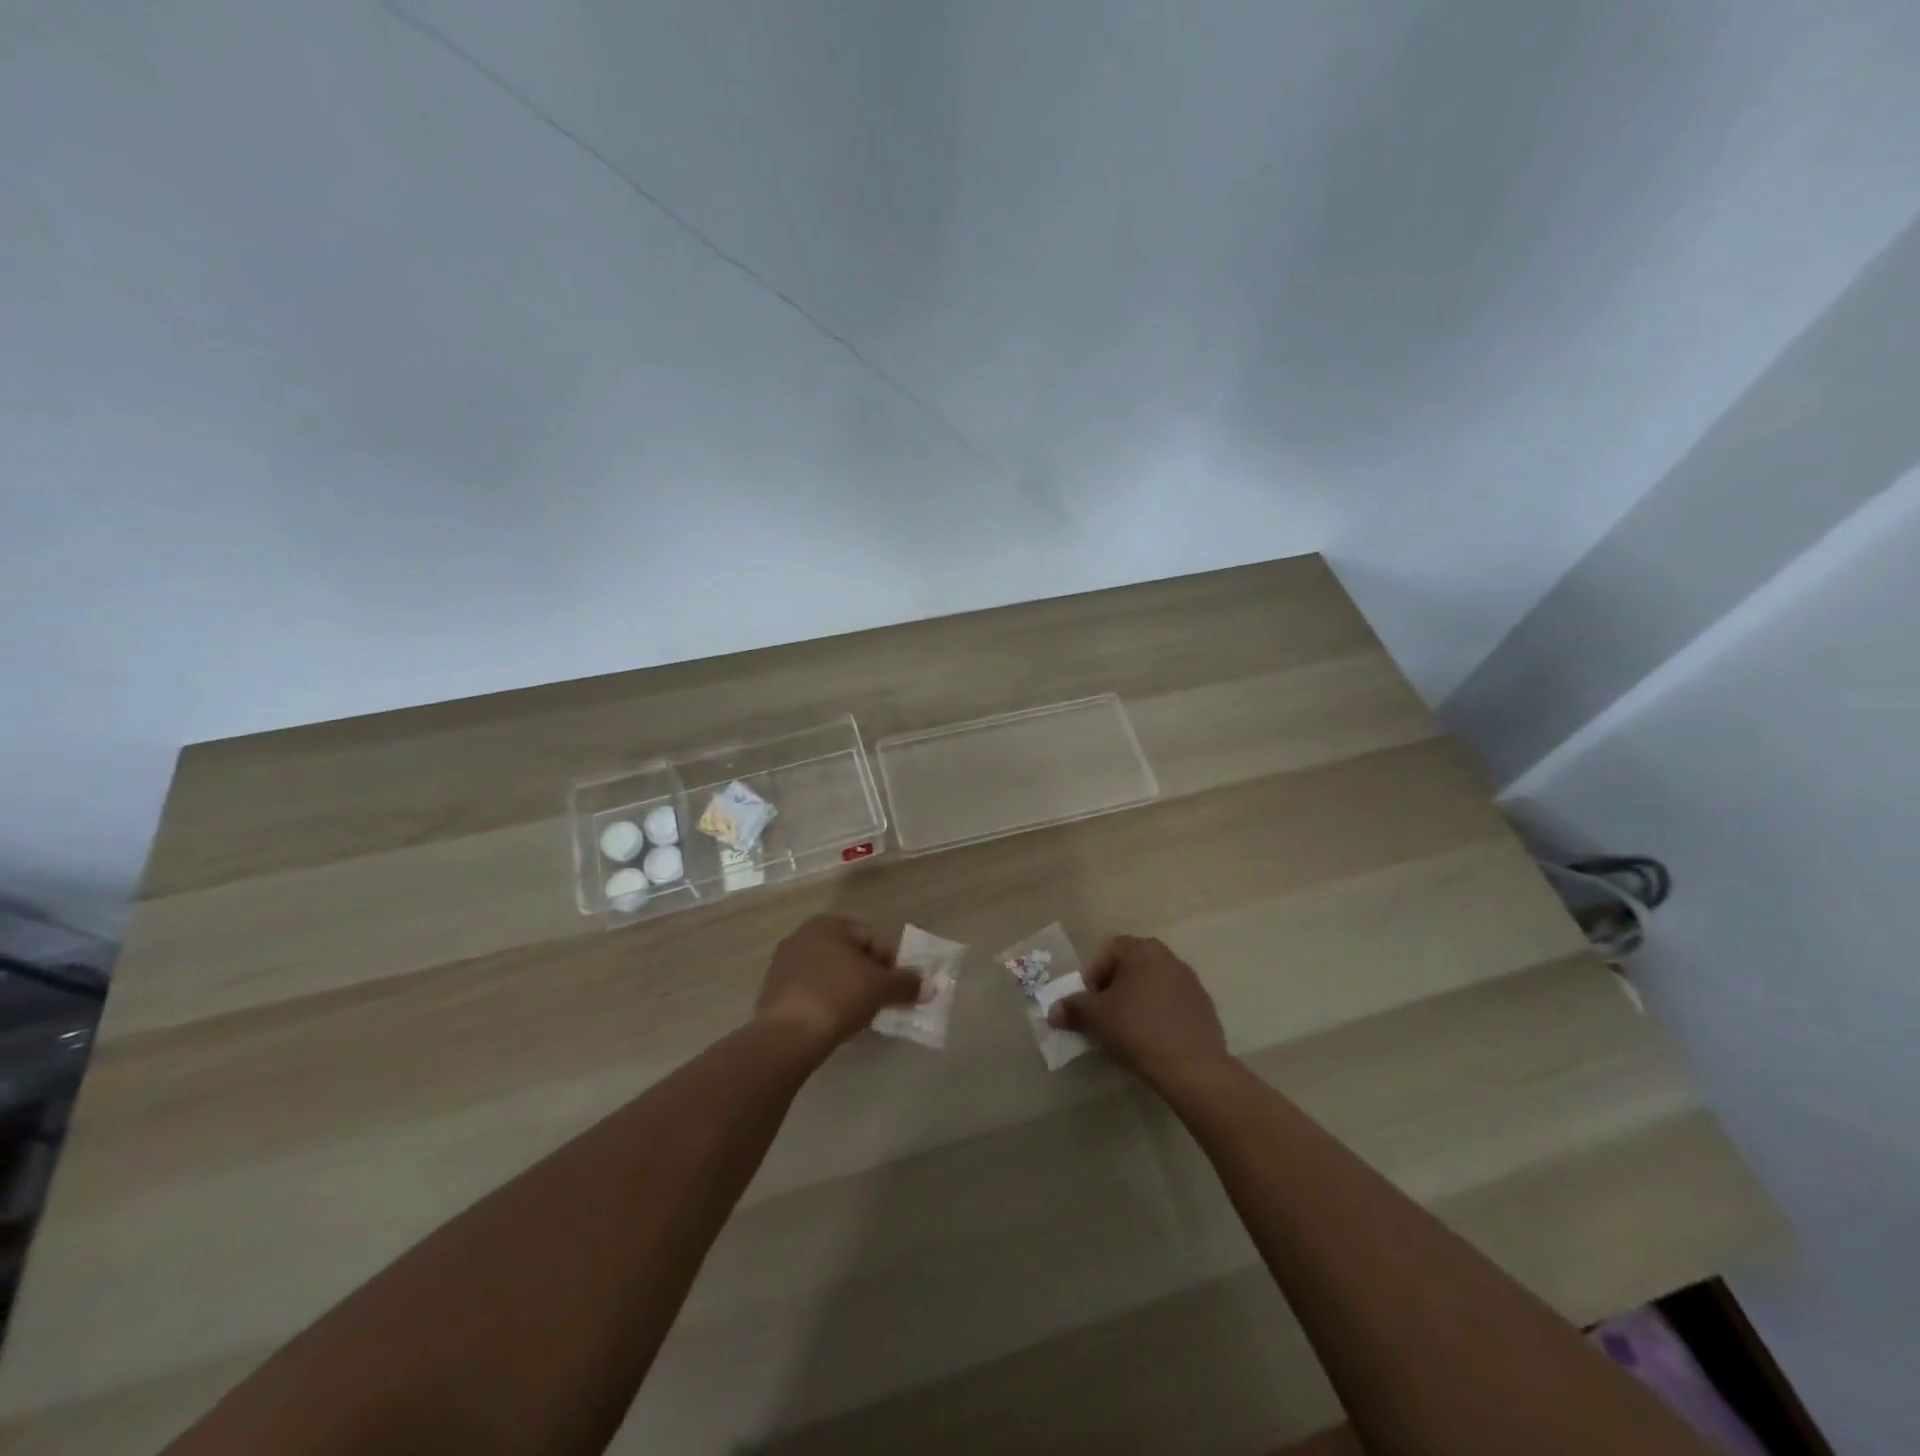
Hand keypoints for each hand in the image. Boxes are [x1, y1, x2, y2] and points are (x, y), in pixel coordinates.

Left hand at [756, 914, 921, 1051]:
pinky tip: (830, 1022)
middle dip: (864, 974)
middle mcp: (802, 935)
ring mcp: (782, 963)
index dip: (887, 961)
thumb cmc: (839, 996)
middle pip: (846, 953)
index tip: (893, 987)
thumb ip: (907, 984)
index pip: (869, 936)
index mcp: (828, 924)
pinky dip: (822, 1001)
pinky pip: (807, 990)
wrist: (787, 1035)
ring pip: (826, 972)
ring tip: (855, 1015)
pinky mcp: (771, 991)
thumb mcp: (881, 988)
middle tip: (877, 1001)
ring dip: (843, 988)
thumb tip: (930, 986)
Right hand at [1048, 935, 1230, 1088]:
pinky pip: (1172, 1005)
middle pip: (1132, 966)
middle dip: (1115, 988)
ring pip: (1153, 986)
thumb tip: (1053, 1011)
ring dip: (1137, 1001)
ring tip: (1128, 1031)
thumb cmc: (1137, 1029)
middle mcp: (1169, 958)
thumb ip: (1072, 1009)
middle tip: (1105, 1015)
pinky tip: (1153, 1041)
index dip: (1094, 974)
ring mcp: (1191, 983)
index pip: (1109, 950)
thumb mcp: (1095, 1018)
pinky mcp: (1204, 1008)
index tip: (1090, 1002)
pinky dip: (1159, 1016)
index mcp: (1143, 950)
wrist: (1192, 1067)